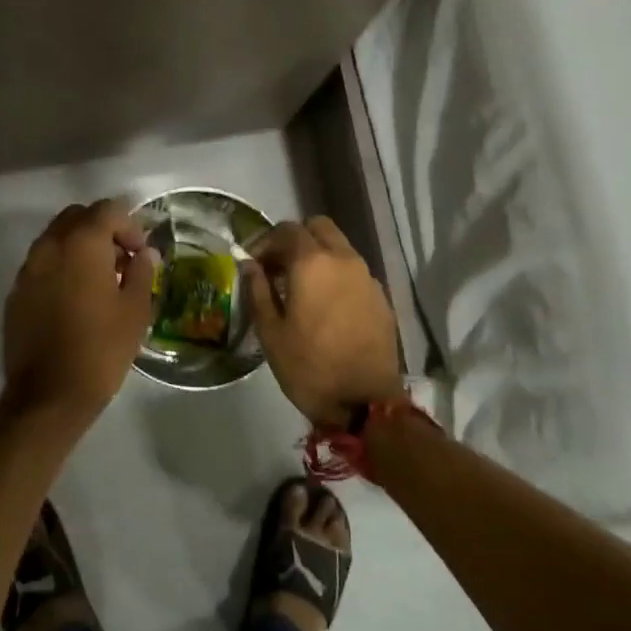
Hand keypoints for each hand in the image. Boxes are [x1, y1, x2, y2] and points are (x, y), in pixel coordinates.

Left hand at [1, 200, 156, 423]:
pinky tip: (75, 299)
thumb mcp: (135, 310)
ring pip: (56, 239)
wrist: (48, 395)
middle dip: (102, 229)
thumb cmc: (101, 349)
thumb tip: (145, 254)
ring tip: (100, 280)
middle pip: (77, 217)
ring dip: (80, 247)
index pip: (108, 209)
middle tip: (122, 260)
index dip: (130, 225)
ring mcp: (27, 269)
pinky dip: (60, 267)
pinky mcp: (16, 292)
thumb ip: (141, 272)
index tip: (141, 253)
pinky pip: (42, 264)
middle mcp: (49, 246)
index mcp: (81, 243)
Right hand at [243, 217, 403, 429]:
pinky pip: (353, 271)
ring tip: (300, 287)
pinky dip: (336, 274)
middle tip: (278, 266)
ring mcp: (367, 277)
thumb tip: (249, 265)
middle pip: (319, 227)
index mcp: (312, 263)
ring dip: (318, 255)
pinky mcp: (380, 297)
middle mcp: (344, 260)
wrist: (366, 403)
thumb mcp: (271, 332)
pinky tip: (325, 304)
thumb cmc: (309, 367)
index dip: (265, 241)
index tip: (253, 263)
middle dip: (295, 239)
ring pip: (339, 247)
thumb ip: (257, 291)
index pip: (287, 230)